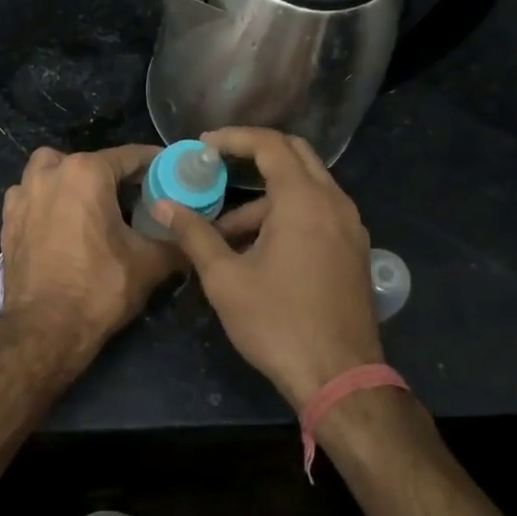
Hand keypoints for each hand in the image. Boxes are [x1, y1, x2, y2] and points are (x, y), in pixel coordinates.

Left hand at [0, 144, 180, 369]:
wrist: (45, 329)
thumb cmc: (99, 289)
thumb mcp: (149, 264)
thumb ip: (176, 242)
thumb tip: (196, 236)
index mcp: (86, 173)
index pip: (130, 156)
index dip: (155, 164)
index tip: (171, 173)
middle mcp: (50, 173)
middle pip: (89, 161)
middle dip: (112, 174)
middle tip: (134, 197)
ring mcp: (23, 195)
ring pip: (51, 171)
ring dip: (71, 180)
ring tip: (91, 205)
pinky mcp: (8, 220)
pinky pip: (30, 196)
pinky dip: (47, 201)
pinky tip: (61, 223)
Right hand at [157, 127, 381, 407]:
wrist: (340, 377)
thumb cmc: (277, 323)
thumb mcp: (226, 278)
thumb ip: (194, 234)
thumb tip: (163, 205)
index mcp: (304, 201)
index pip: (270, 145)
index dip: (233, 138)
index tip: (202, 146)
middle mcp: (334, 203)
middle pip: (295, 155)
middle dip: (254, 154)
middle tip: (216, 165)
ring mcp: (350, 227)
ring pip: (305, 189)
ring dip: (265, 197)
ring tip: (224, 233)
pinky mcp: (353, 251)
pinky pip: (318, 213)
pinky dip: (286, 215)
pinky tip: (257, 249)